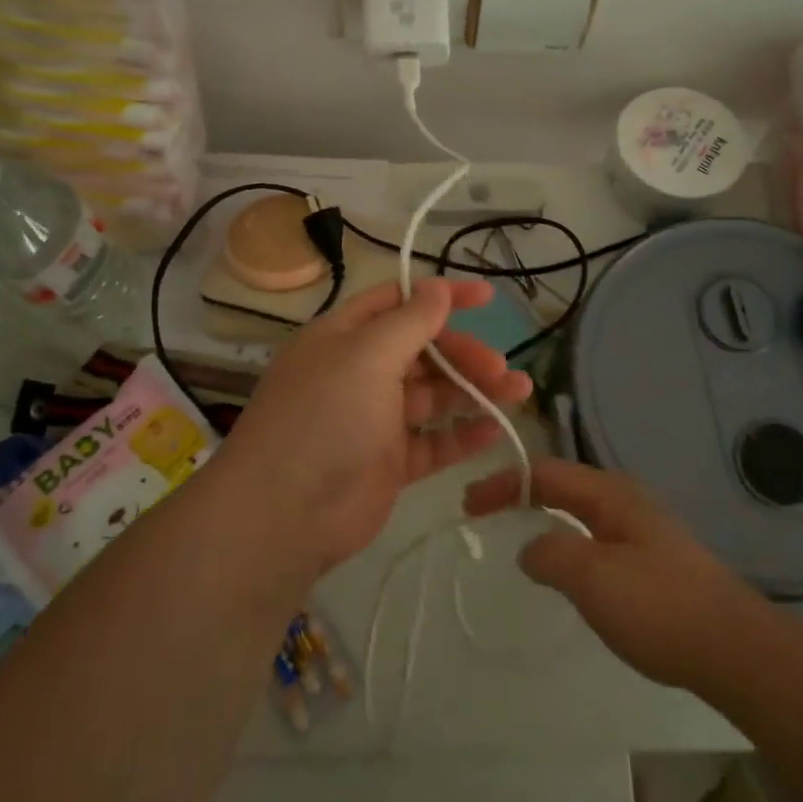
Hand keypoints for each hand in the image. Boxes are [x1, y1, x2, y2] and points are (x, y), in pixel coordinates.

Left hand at [220, 279, 532, 577]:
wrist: (284, 514)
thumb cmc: (325, 417)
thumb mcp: (367, 356)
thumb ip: (410, 322)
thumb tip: (438, 287)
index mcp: (344, 337)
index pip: (398, 302)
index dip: (441, 296)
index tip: (487, 298)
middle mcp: (358, 373)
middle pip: (422, 351)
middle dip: (463, 354)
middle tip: (500, 367)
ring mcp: (374, 420)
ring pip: (433, 397)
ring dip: (474, 391)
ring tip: (518, 392)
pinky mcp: (389, 463)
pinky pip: (433, 442)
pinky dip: (463, 434)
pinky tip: (495, 429)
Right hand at [464, 458, 759, 692]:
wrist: (735, 649)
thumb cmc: (658, 606)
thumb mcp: (592, 577)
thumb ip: (550, 554)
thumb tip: (530, 548)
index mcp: (610, 493)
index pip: (544, 474)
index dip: (503, 484)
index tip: (468, 504)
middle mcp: (626, 501)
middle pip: (561, 485)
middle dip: (519, 494)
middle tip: (483, 513)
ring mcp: (643, 529)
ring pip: (579, 511)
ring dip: (543, 516)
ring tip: (516, 534)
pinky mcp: (654, 560)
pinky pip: (595, 537)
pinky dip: (565, 540)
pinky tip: (566, 569)